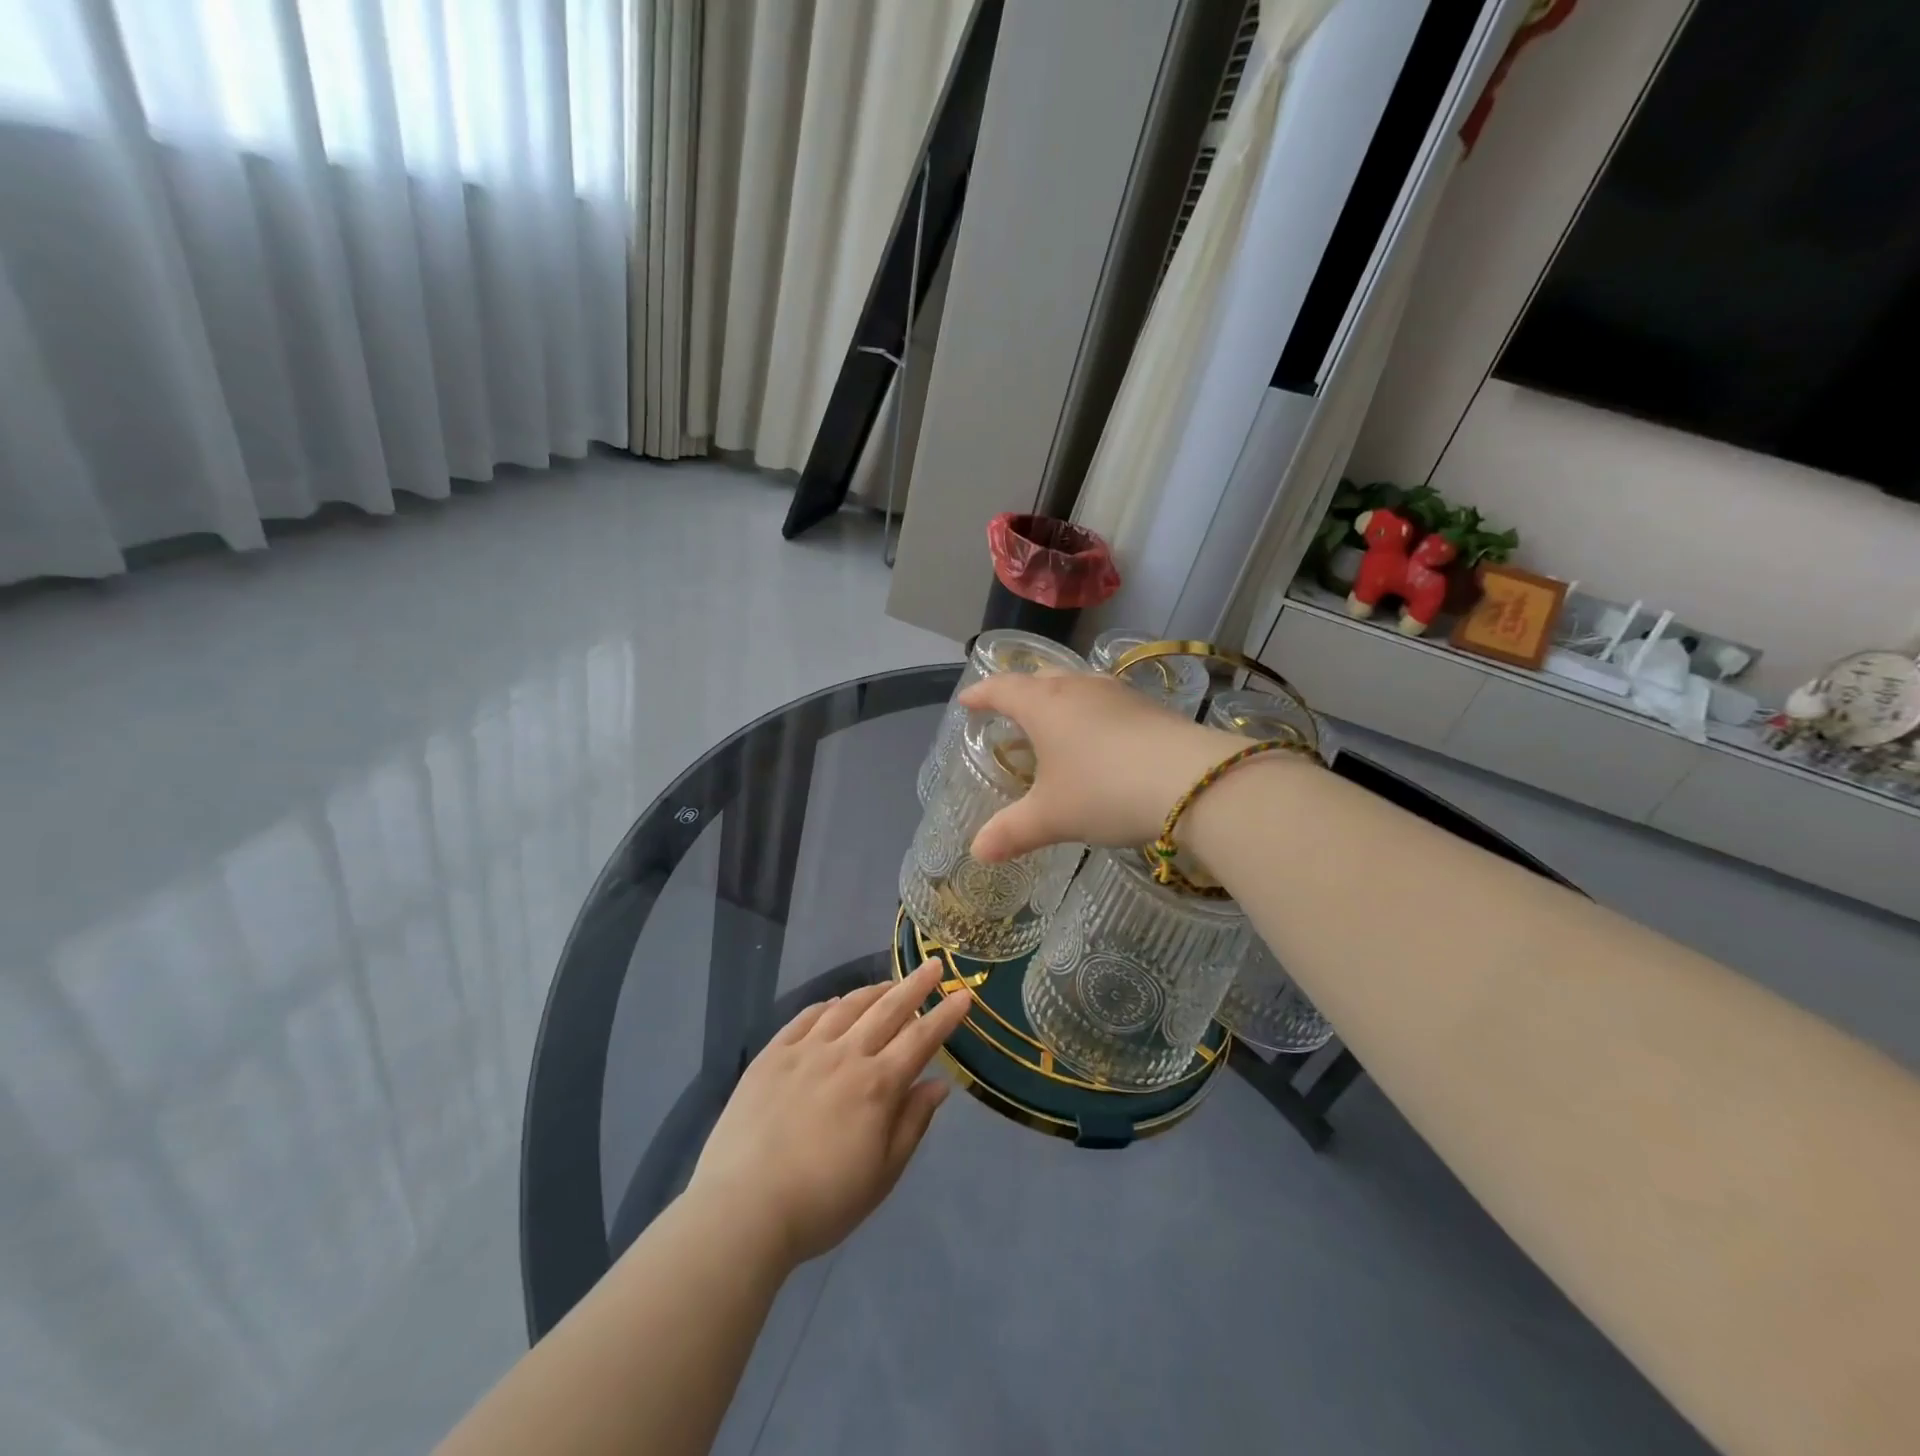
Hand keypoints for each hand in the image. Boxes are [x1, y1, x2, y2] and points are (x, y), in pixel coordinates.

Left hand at [685, 960, 971, 1268]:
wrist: (743, 1209)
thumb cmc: (822, 1202)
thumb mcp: (882, 1174)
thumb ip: (912, 1123)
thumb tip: (939, 1084)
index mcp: (877, 1085)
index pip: (921, 1038)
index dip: (945, 1015)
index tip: (964, 994)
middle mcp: (845, 1055)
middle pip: (887, 1010)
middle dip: (915, 985)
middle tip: (933, 965)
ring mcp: (805, 1050)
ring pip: (847, 1007)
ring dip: (874, 990)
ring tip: (889, 983)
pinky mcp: (772, 1055)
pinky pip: (806, 1017)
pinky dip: (828, 1006)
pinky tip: (835, 1004)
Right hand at [958, 671, 1240, 861]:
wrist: (1193, 782)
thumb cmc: (1104, 791)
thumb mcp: (1052, 817)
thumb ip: (1012, 832)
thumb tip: (977, 851)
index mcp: (1044, 704)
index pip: (1002, 688)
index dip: (981, 694)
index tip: (967, 701)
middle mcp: (1079, 687)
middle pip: (1040, 678)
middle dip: (1020, 692)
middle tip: (1009, 711)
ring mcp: (1118, 693)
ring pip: (1078, 686)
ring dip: (1060, 701)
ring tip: (1054, 725)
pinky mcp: (1150, 707)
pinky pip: (1107, 702)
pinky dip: (1092, 715)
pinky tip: (1101, 741)